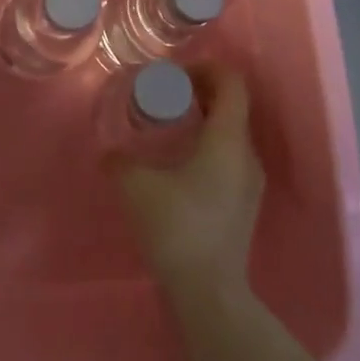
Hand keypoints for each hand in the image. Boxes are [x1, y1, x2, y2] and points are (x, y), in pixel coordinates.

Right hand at [116, 68, 264, 303]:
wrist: (209, 293)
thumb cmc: (177, 227)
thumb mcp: (136, 186)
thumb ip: (119, 161)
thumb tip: (109, 152)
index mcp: (228, 139)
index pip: (232, 83)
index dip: (207, 67)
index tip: (176, 73)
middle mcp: (247, 155)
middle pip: (233, 105)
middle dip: (202, 91)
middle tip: (168, 94)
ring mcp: (250, 182)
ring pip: (232, 133)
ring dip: (206, 119)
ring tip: (171, 125)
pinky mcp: (245, 204)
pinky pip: (230, 157)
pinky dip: (209, 145)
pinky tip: (180, 162)